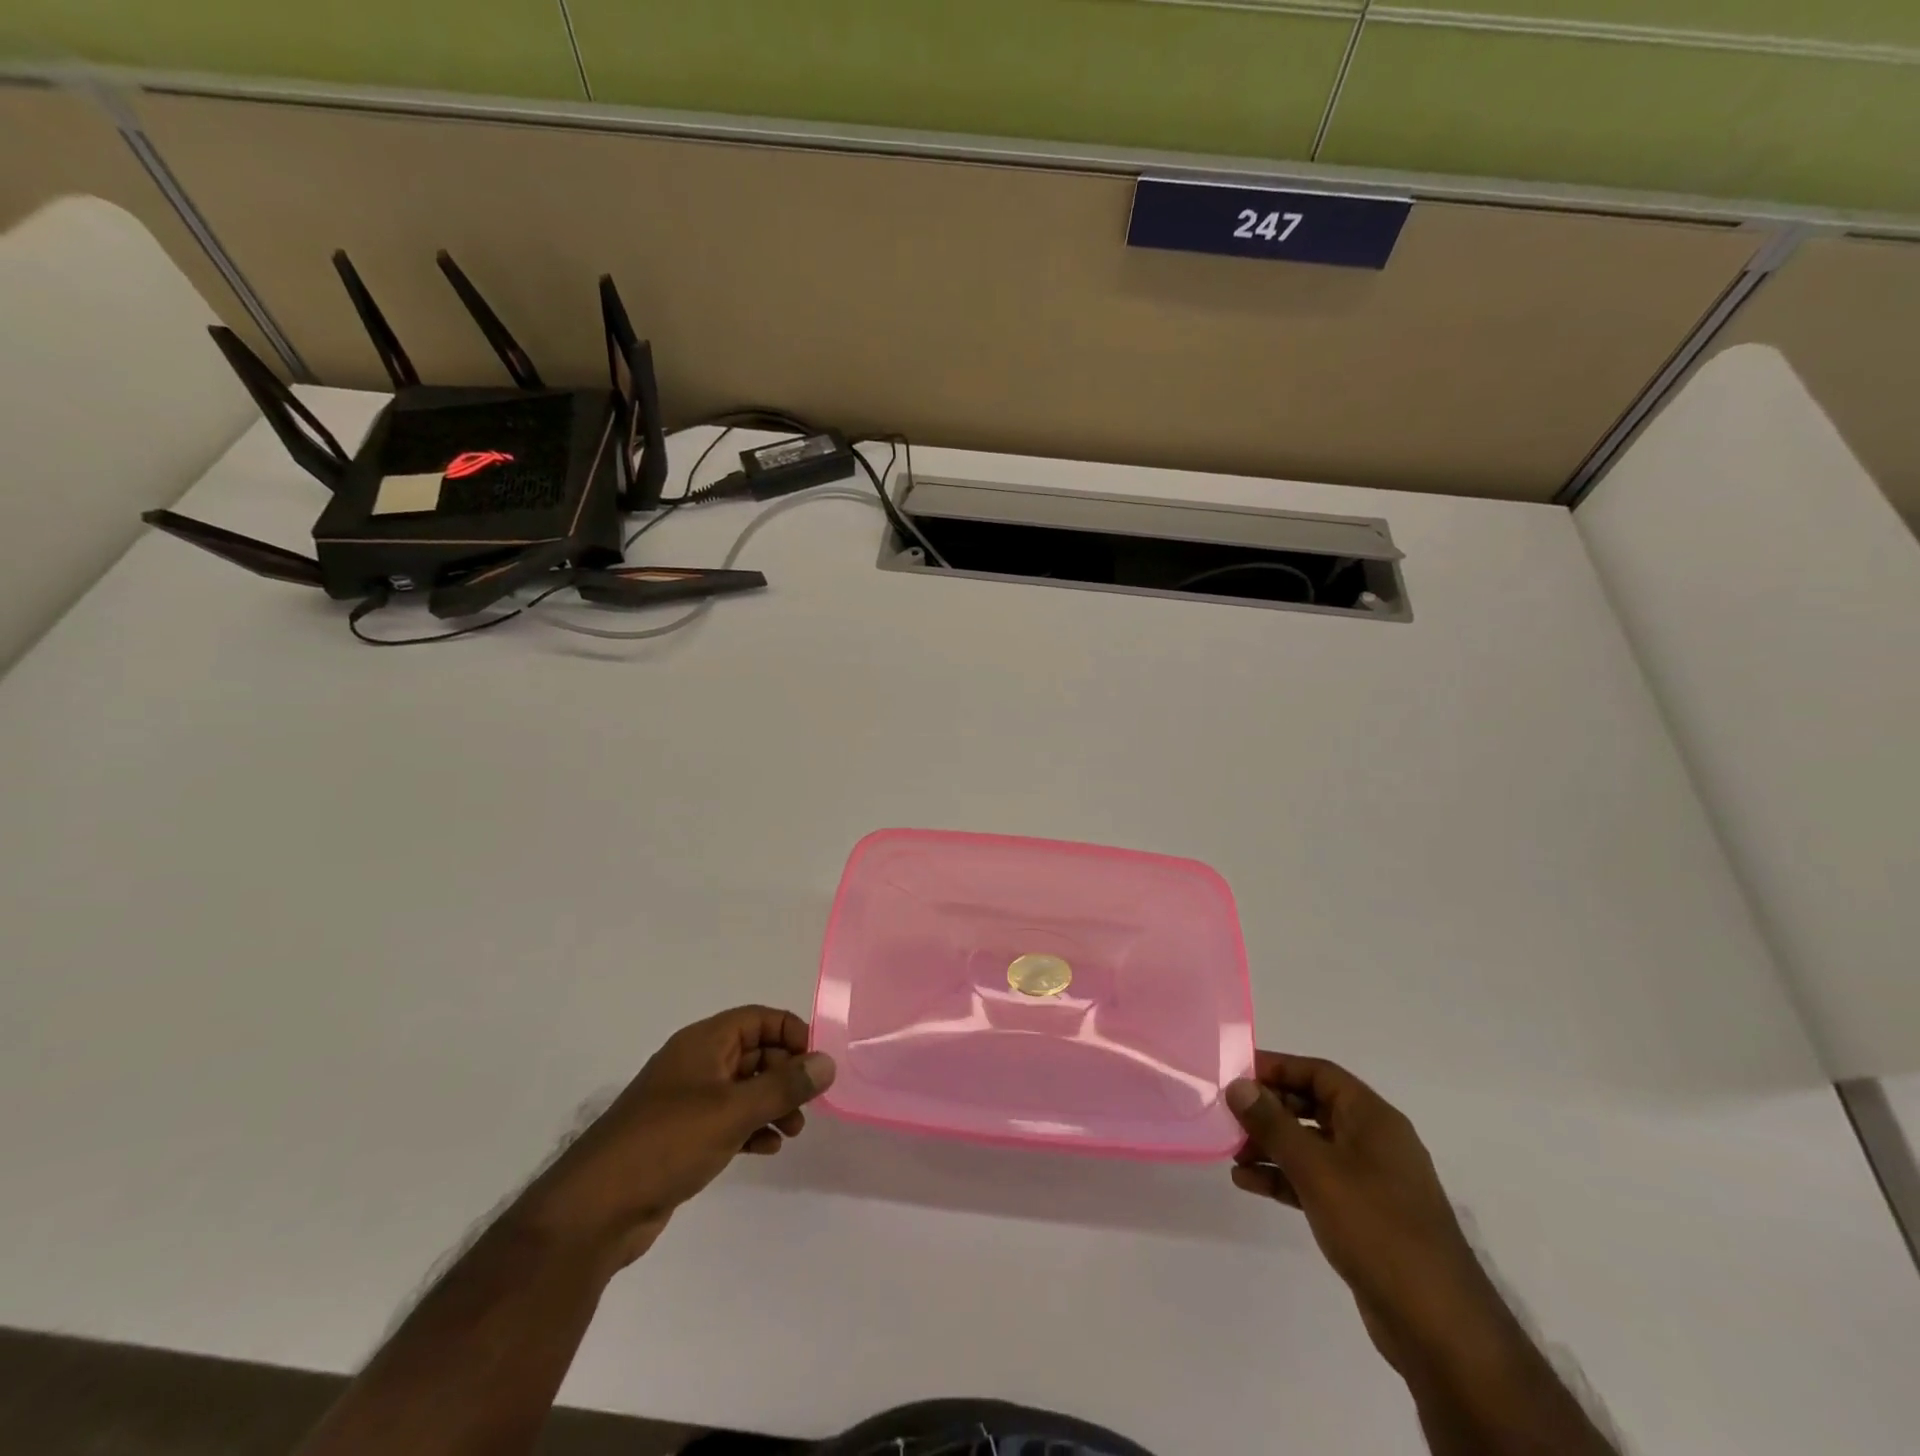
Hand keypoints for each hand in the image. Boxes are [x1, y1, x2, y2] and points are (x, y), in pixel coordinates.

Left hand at [519, 1006, 834, 1272]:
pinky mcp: (681, 1137)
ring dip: (773, 1103)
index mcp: (703, 1043)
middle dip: (786, 1074)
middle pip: (754, 1052)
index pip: (758, 1019)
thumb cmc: (667, 1143)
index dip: (791, 1033)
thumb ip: (784, 1085)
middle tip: (808, 1105)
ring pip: (743, 1088)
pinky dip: (752, 1127)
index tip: (816, 1063)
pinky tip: (768, 1148)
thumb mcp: (733, 1110)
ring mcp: (687, 1101)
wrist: (595, 1211)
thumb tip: (828, 1062)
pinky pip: (728, 1119)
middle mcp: (695, 1064)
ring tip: (794, 1131)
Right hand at [1227, 1053, 1502, 1371]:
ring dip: (1271, 1145)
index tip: (1236, 1074)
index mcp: (1373, 1119)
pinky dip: (1284, 1177)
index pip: (1319, 1073)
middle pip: (1312, 1106)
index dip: (1277, 1067)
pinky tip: (1249, 1183)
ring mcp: (1370, 1181)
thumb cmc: (1377, 1228)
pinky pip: (1315, 1181)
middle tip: (1228, 1115)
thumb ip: (1273, 1124)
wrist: (1438, 1327)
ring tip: (1231, 1153)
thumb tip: (1238, 1085)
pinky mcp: (1363, 1217)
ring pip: (1310, 1146)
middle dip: (1269, 1109)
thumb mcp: (1316, 1168)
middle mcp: (1373, 1142)